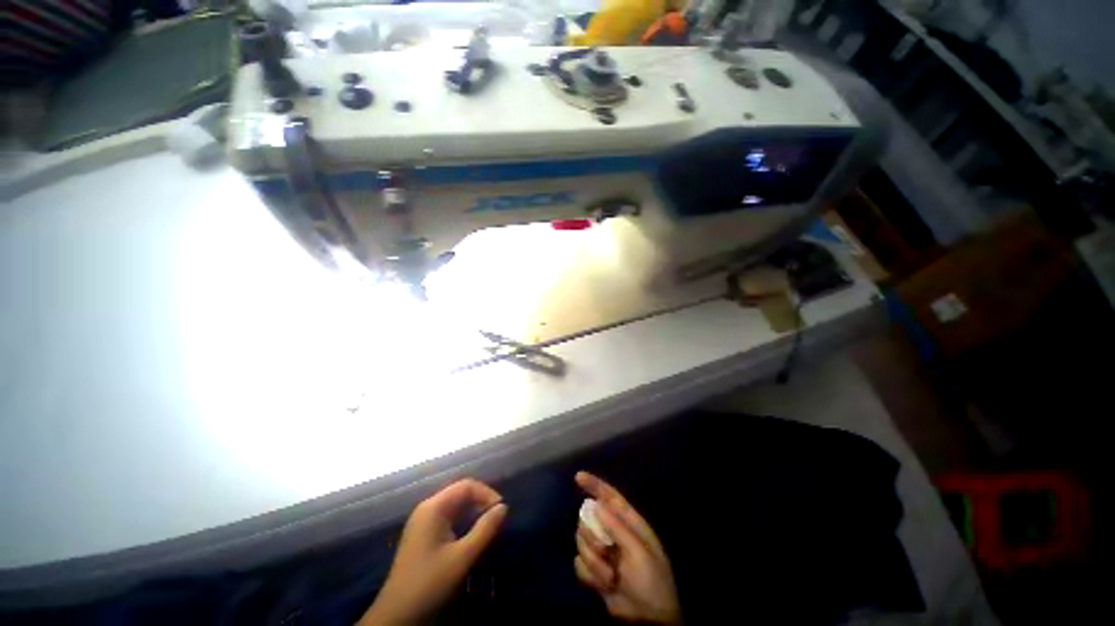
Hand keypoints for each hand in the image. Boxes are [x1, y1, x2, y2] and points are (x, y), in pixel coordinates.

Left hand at [359, 479, 507, 625]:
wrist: (396, 615)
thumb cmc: (430, 582)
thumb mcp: (462, 557)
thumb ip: (485, 529)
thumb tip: (504, 507)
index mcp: (434, 507)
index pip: (466, 485)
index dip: (487, 493)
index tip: (501, 510)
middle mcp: (427, 508)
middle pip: (460, 492)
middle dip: (481, 501)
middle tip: (497, 518)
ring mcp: (423, 521)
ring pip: (455, 505)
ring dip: (473, 511)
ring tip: (489, 525)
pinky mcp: (422, 534)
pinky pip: (448, 517)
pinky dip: (463, 520)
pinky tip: (472, 534)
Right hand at [573, 472, 681, 624]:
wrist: (648, 622)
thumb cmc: (651, 583)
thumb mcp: (638, 553)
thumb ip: (617, 527)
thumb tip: (596, 504)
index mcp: (630, 523)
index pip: (610, 496)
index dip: (594, 484)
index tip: (578, 476)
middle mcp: (614, 533)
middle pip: (589, 518)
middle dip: (592, 535)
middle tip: (604, 551)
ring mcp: (603, 552)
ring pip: (582, 541)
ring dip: (593, 561)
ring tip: (610, 577)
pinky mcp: (594, 570)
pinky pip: (579, 563)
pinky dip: (589, 574)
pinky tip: (602, 585)